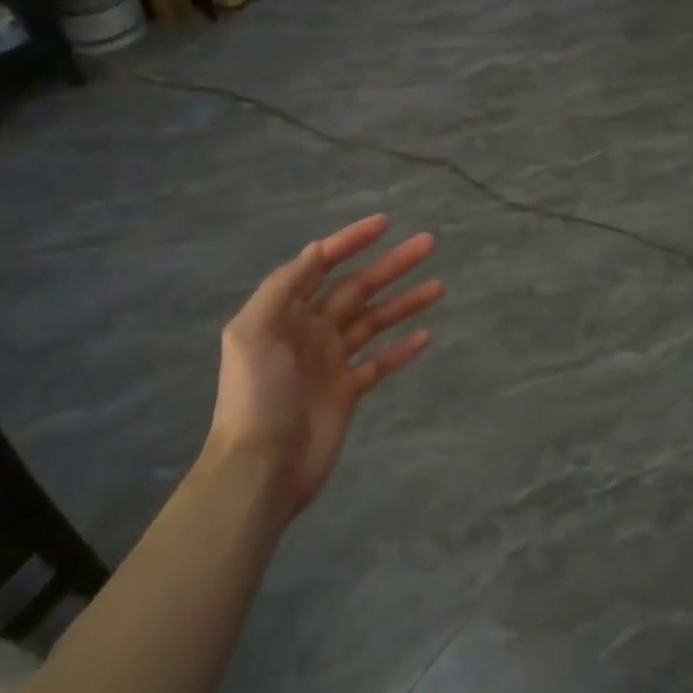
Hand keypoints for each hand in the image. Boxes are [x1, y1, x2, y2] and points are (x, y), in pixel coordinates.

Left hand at [208, 215, 440, 518]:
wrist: (260, 468)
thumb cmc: (256, 396)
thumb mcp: (254, 332)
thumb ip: (284, 287)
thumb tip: (317, 248)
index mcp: (286, 313)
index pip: (322, 265)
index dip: (351, 241)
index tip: (385, 223)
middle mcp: (310, 330)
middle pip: (358, 289)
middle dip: (391, 265)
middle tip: (428, 244)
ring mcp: (331, 361)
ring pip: (374, 322)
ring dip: (404, 302)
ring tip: (439, 286)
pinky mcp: (347, 392)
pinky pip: (379, 363)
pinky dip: (401, 349)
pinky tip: (426, 335)